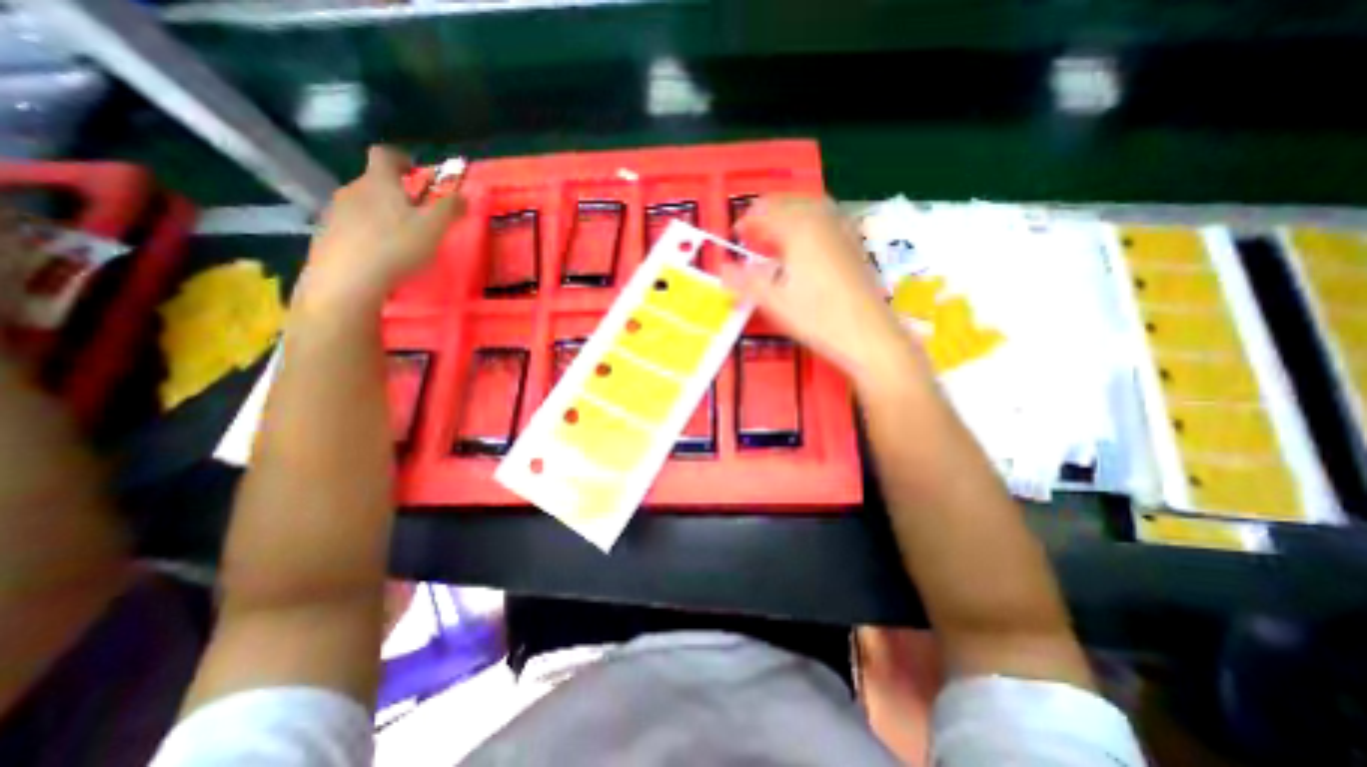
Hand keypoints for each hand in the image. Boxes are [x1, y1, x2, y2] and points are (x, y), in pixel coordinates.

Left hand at [300, 146, 465, 308]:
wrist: (348, 278)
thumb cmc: (397, 247)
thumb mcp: (434, 228)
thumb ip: (449, 209)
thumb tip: (463, 194)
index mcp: (379, 183)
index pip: (384, 155)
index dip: (400, 158)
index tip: (415, 171)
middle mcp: (352, 190)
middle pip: (374, 182)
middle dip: (395, 193)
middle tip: (416, 213)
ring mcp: (335, 211)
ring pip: (362, 204)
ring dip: (381, 213)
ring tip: (399, 237)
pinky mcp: (326, 234)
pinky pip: (351, 225)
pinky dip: (367, 232)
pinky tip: (380, 253)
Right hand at [721, 195, 924, 393]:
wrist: (868, 335)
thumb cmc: (817, 318)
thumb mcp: (774, 302)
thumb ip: (745, 282)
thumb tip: (721, 269)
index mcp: (799, 229)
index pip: (766, 212)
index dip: (746, 222)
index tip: (735, 237)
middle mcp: (822, 221)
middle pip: (789, 202)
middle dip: (767, 213)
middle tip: (752, 233)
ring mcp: (842, 231)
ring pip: (810, 207)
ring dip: (788, 213)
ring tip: (775, 234)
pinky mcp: (854, 245)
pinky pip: (826, 219)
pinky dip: (808, 222)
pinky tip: (805, 244)